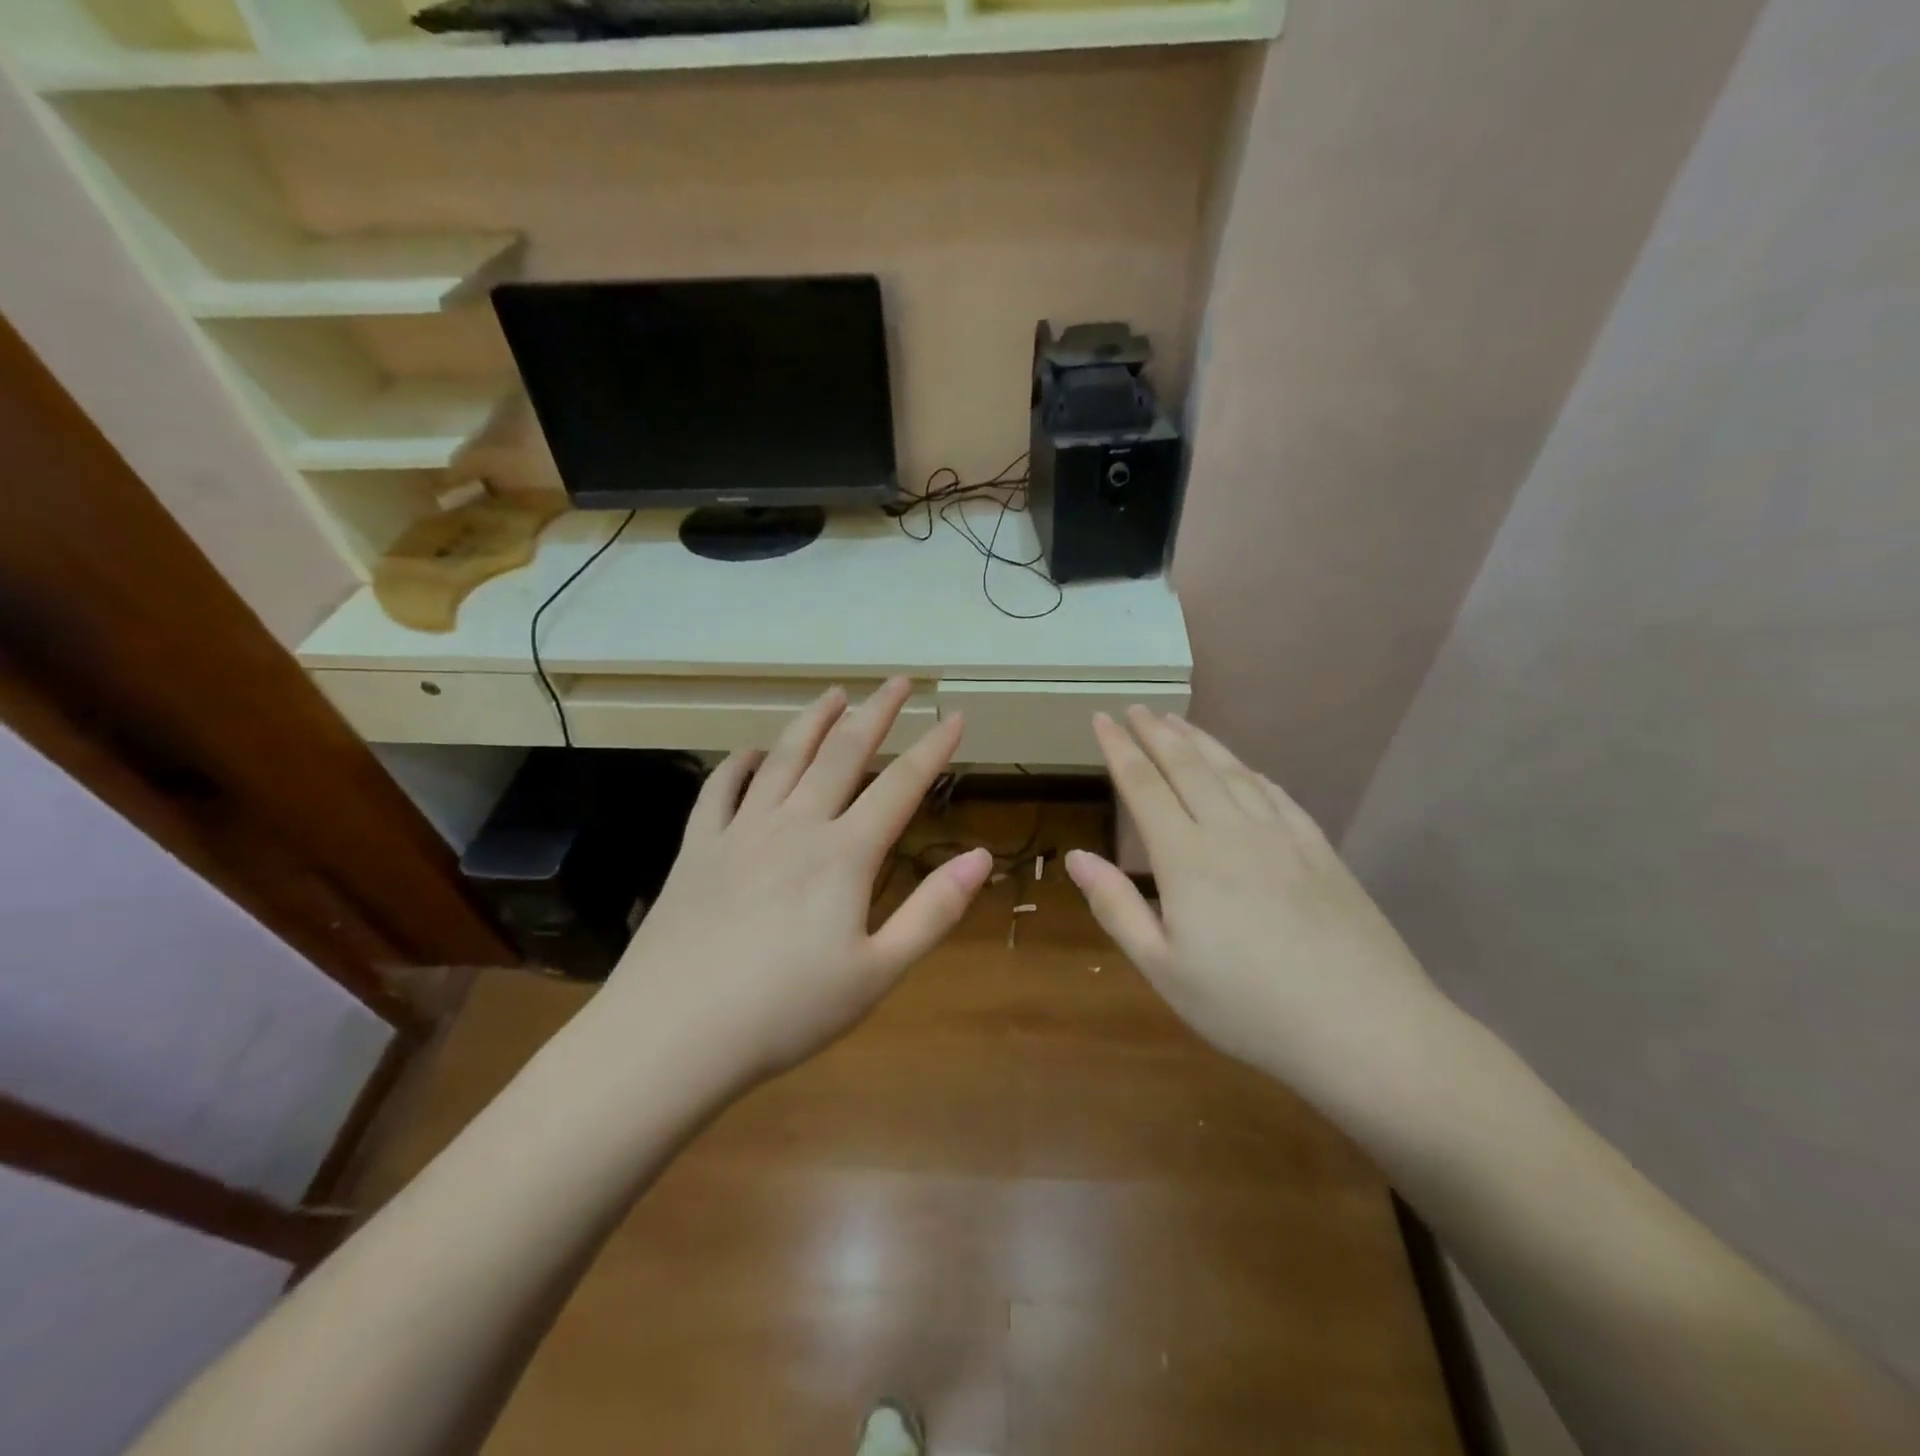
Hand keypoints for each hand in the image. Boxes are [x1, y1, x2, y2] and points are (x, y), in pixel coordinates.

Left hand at [601, 678, 991, 1089]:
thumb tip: (979, 857)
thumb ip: (933, 911)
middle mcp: (795, 826)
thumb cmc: (785, 1012)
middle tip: (897, 681)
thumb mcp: (877, 973)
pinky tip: (750, 754)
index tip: (954, 717)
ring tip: (834, 694)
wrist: (672, 1035)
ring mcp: (740, 832)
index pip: (900, 786)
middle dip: (875, 712)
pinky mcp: (697, 849)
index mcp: (844, 855)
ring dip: (812, 721)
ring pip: (783, 758)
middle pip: (842, 754)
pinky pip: (719, 790)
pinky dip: (738, 764)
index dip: (933, 748)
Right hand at [1065, 708, 1453, 1098]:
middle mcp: (1231, 831)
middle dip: (1156, 732)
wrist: (1364, 1026)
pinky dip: (1250, 771)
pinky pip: (1276, 794)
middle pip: (1187, 766)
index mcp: (1186, 859)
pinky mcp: (1319, 849)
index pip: (1144, 787)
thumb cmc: (1248, 1007)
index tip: (1100, 719)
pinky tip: (1244, 768)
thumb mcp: (1163, 969)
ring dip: (1199, 741)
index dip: (1119, 749)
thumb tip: (1076, 857)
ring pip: (1231, 771)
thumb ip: (1117, 908)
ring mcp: (1281, 836)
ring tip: (1177, 720)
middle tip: (1135, 708)